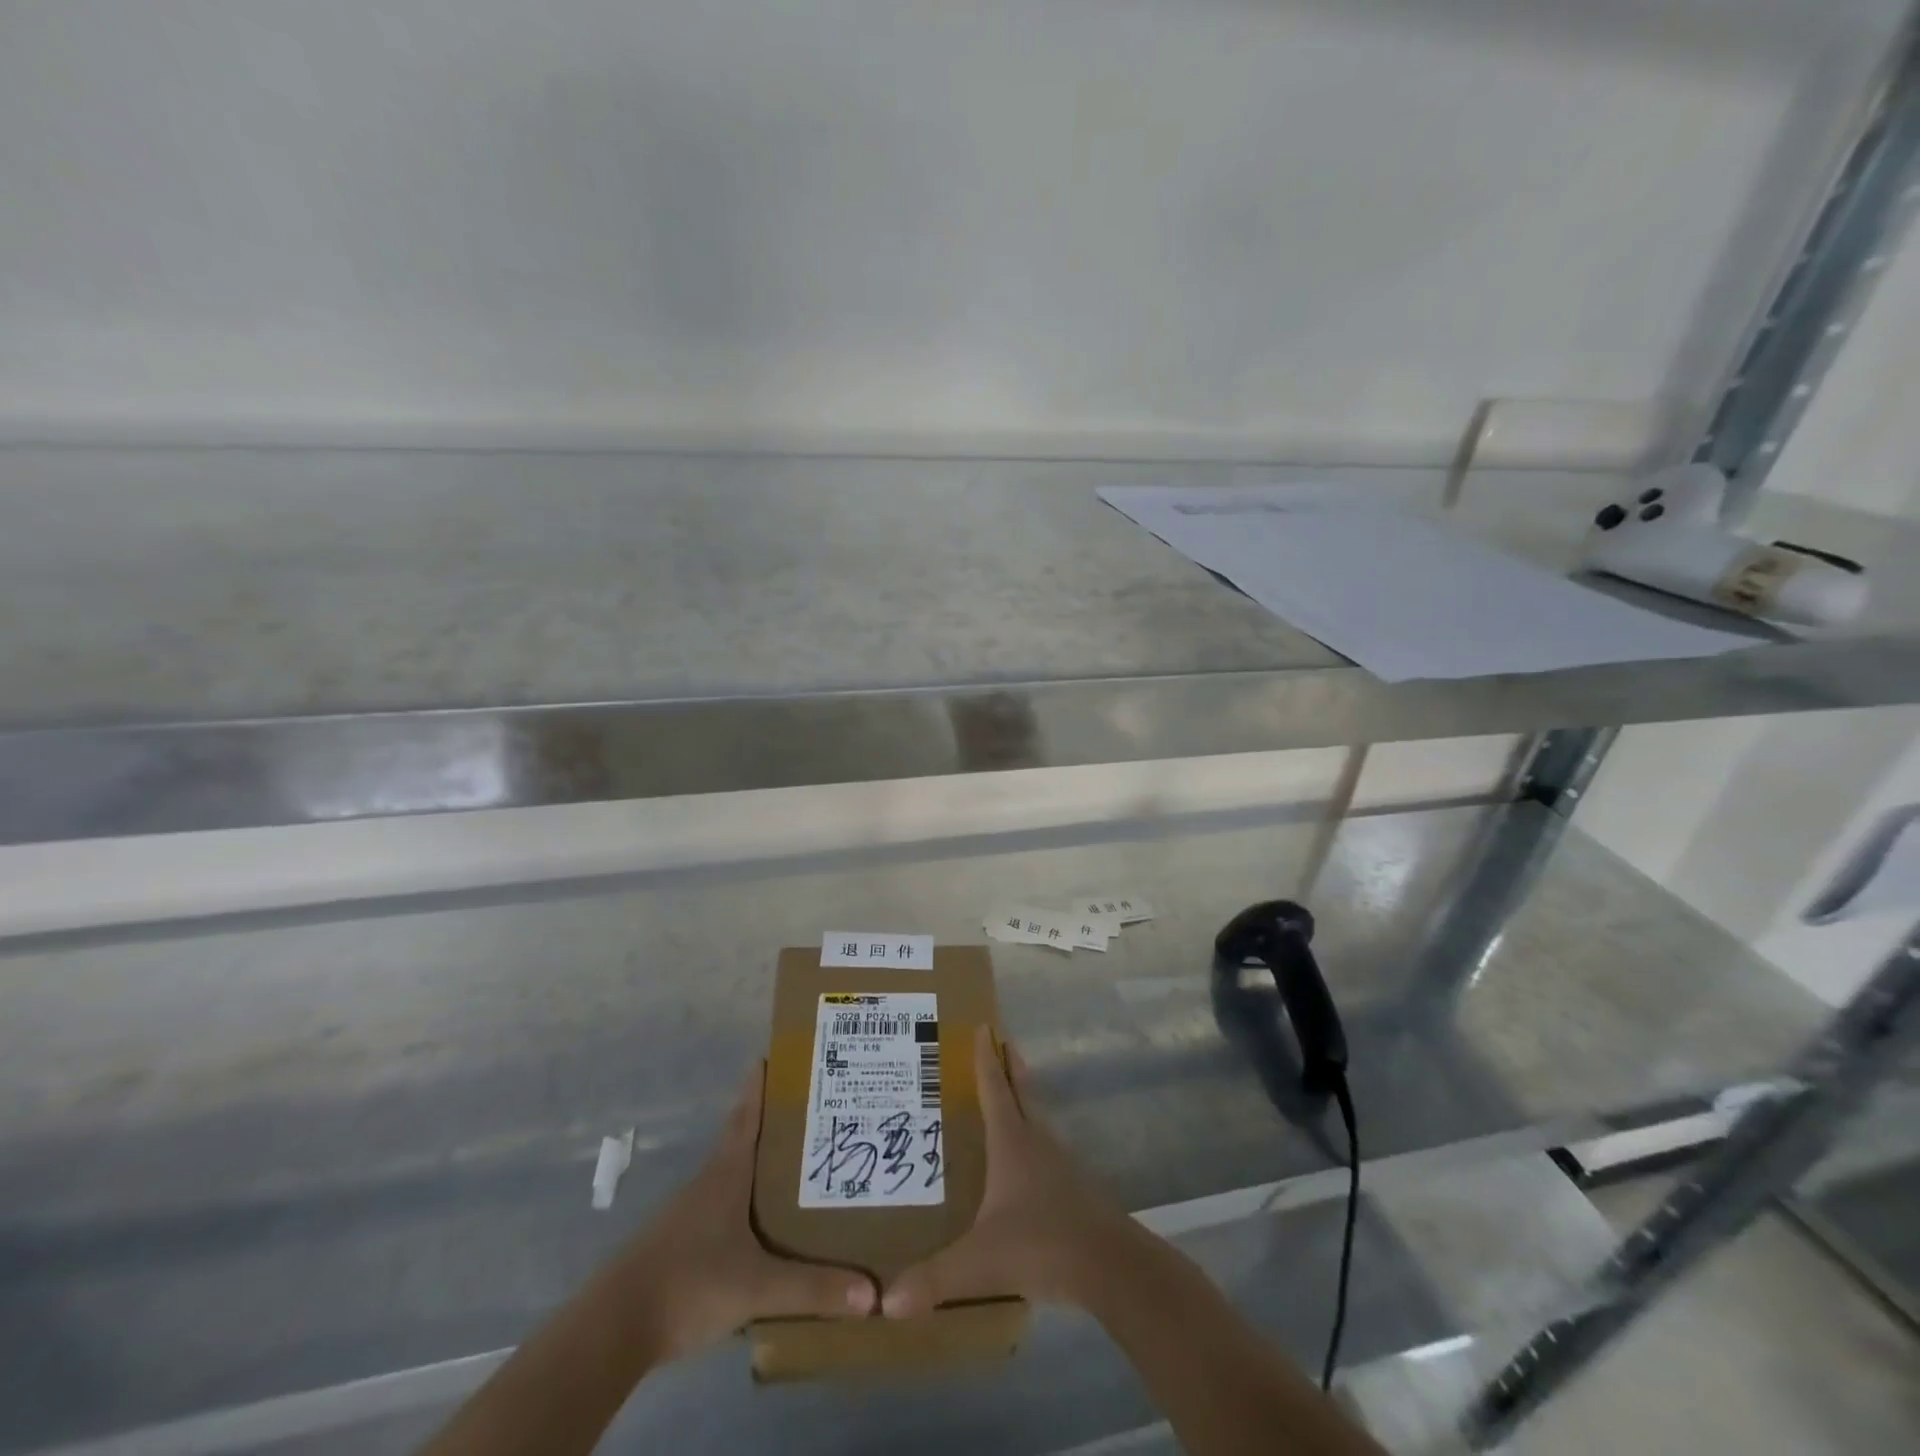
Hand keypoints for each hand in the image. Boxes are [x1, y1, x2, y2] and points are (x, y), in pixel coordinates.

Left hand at [620, 1063, 875, 1358]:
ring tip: (796, 1168)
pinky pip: (722, 1212)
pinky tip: (762, 1228)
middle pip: (741, 1141)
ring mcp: (688, 1216)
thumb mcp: (756, 1287)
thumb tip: (872, 1294)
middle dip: (770, 1125)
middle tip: (808, 1113)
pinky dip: (745, 1206)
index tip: (769, 1057)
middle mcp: (707, 1185)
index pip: (746, 1118)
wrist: (614, 1329)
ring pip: (732, 1178)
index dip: (758, 1088)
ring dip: (758, 1167)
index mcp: (726, 1176)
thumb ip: (812, 1288)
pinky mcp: (679, 1246)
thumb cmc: (689, 1284)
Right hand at [882, 1027, 1137, 1317]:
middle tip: (1001, 1038)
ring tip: (1011, 1087)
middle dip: (1009, 1063)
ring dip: (1023, 1094)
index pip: (995, 1089)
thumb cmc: (1042, 1245)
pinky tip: (1029, 1153)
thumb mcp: (980, 1262)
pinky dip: (1032, 1132)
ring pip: (1037, 1116)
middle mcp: (1036, 1142)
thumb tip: (884, 1302)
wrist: (1110, 1265)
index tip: (984, 1026)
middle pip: (1022, 1091)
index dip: (985, 1059)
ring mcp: (1059, 1163)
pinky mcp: (1074, 1186)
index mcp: (1012, 1143)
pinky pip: (1046, 1145)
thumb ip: (934, 1278)